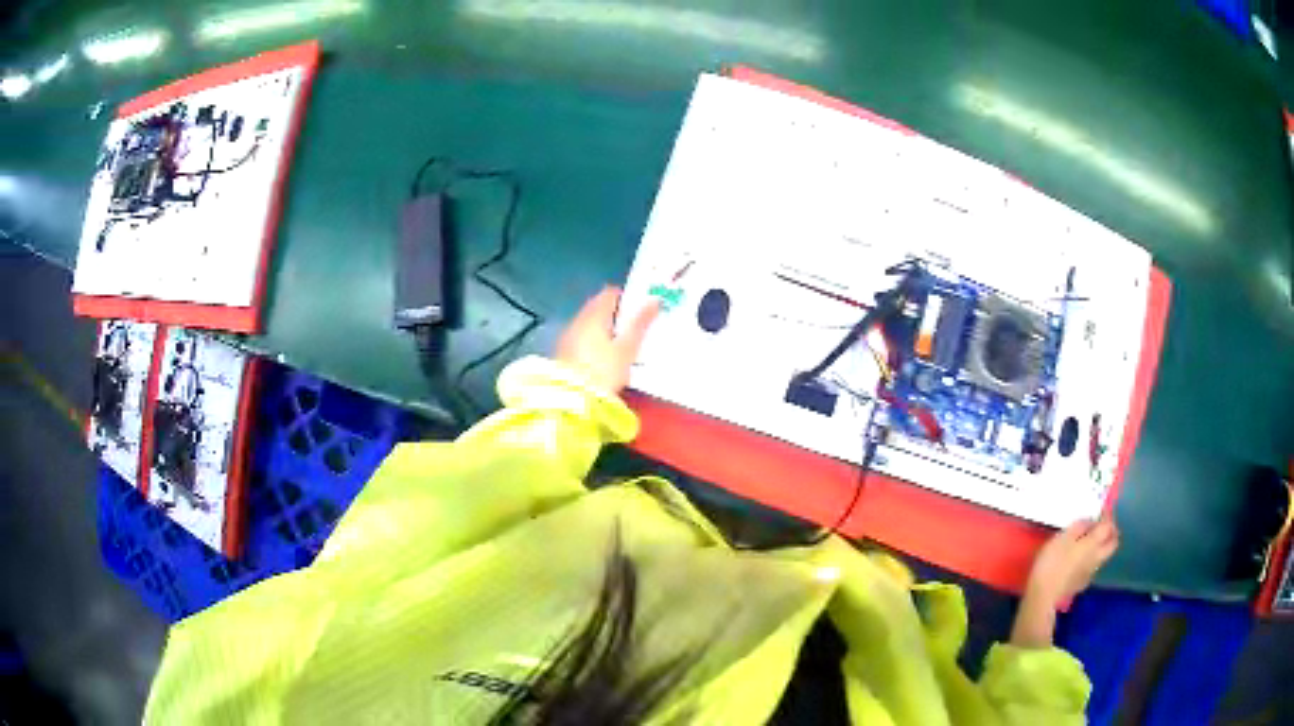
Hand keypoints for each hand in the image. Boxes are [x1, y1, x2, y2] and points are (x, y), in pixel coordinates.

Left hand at [556, 287, 659, 394]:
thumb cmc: (603, 371)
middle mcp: (578, 320)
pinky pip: (581, 336)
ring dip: (603, 327)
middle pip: (598, 306)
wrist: (571, 399)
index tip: (640, 308)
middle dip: (615, 312)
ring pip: (589, 322)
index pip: (610, 293)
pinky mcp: (562, 352)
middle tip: (633, 325)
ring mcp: (568, 335)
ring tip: (621, 342)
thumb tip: (655, 300)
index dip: (626, 297)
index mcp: (595, 314)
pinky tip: (603, 355)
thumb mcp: (627, 349)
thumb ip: (640, 324)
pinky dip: (593, 339)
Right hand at [1027, 515, 1119, 607]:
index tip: (1101, 511)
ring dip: (1101, 547)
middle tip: (1102, 527)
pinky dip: (1090, 560)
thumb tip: (1089, 521)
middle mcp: (1097, 556)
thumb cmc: (1052, 562)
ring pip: (1104, 556)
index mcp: (1094, 543)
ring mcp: (1091, 572)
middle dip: (1111, 533)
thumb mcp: (1063, 537)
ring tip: (1089, 544)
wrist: (1044, 595)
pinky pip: (1092, 567)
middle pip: (1113, 543)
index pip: (1109, 526)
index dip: (1107, 517)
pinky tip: (1078, 562)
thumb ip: (1078, 527)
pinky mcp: (1083, 583)